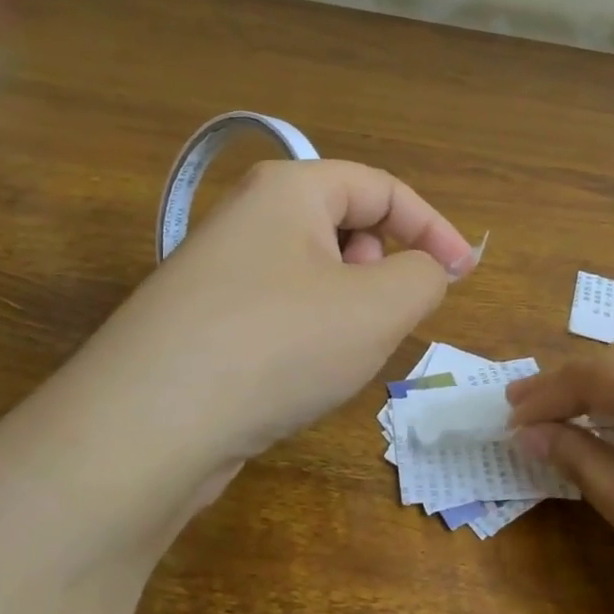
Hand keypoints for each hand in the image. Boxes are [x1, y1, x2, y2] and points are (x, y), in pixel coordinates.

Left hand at [101, 159, 478, 469]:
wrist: (148, 425)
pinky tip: (298, 373)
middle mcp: (248, 216)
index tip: (465, 274)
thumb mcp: (379, 308)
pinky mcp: (202, 319)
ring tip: (342, 350)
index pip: (382, 189)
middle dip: (383, 266)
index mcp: (290, 189)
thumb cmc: (280, 345)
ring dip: (348, 304)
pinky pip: (280, 308)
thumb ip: (424, 276)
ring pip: (313, 271)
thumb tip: (426, 269)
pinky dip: (308, 331)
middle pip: (344, 224)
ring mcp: (218, 269)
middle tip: (387, 313)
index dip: (434, 228)